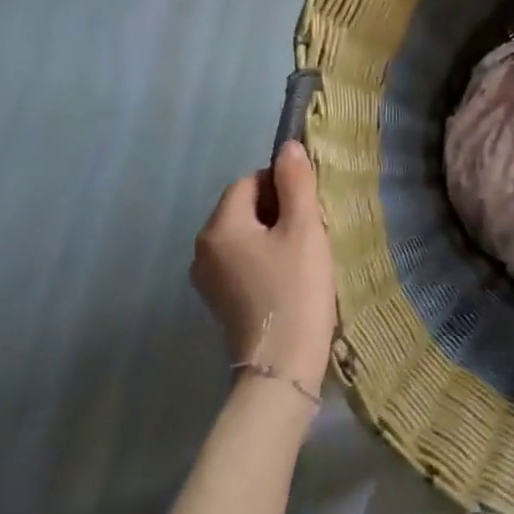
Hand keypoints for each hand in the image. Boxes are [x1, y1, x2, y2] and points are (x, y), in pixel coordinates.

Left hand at [191, 141, 336, 396]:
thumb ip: (296, 182)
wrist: (282, 366)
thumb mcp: (304, 228)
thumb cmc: (296, 289)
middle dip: (278, 211)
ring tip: (303, 257)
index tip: (310, 209)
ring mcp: (207, 279)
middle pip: (243, 208)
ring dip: (273, 236)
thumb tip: (288, 147)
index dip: (282, 186)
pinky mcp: (219, 302)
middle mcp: (203, 249)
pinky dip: (264, 260)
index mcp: (219, 227)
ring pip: (244, 236)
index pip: (249, 182)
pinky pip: (242, 262)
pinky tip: (288, 279)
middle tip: (310, 232)